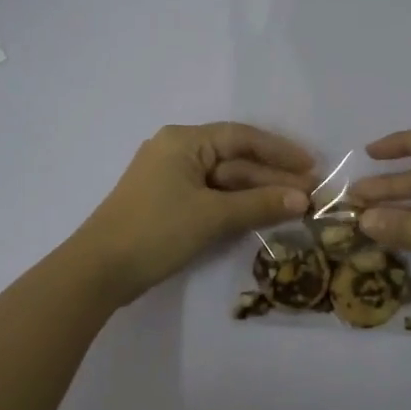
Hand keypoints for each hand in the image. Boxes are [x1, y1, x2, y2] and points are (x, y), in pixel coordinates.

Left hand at [76, 123, 313, 305]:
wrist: (98, 271)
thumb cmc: (156, 231)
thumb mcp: (212, 216)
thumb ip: (259, 204)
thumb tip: (304, 199)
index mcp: (183, 141)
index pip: (241, 137)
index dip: (279, 151)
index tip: (312, 165)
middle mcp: (176, 151)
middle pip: (234, 160)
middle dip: (272, 177)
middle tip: (311, 193)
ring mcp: (170, 179)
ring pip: (224, 181)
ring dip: (257, 193)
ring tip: (295, 206)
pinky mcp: (167, 204)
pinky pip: (211, 197)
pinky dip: (236, 205)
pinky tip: (262, 215)